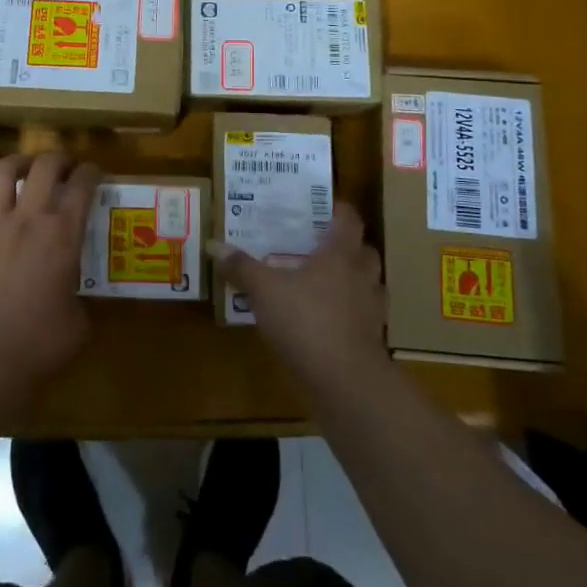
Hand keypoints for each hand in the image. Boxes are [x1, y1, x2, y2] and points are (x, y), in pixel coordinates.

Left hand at [0, 151, 101, 407]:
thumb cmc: (39, 345)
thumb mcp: (77, 321)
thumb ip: (75, 294)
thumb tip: (69, 293)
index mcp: (63, 234)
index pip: (83, 185)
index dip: (92, 172)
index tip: (94, 173)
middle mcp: (27, 218)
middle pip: (45, 165)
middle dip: (59, 158)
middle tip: (64, 166)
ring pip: (2, 172)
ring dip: (18, 164)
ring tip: (24, 170)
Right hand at [210, 203, 390, 393]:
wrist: (345, 380)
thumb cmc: (306, 321)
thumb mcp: (264, 290)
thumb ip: (242, 267)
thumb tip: (214, 245)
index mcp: (340, 254)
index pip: (349, 219)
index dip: (339, 209)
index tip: (324, 206)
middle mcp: (362, 275)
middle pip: (365, 250)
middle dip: (348, 246)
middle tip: (321, 245)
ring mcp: (372, 309)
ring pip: (369, 284)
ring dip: (354, 280)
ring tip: (327, 282)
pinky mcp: (372, 339)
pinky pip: (364, 316)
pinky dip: (351, 313)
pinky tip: (330, 319)